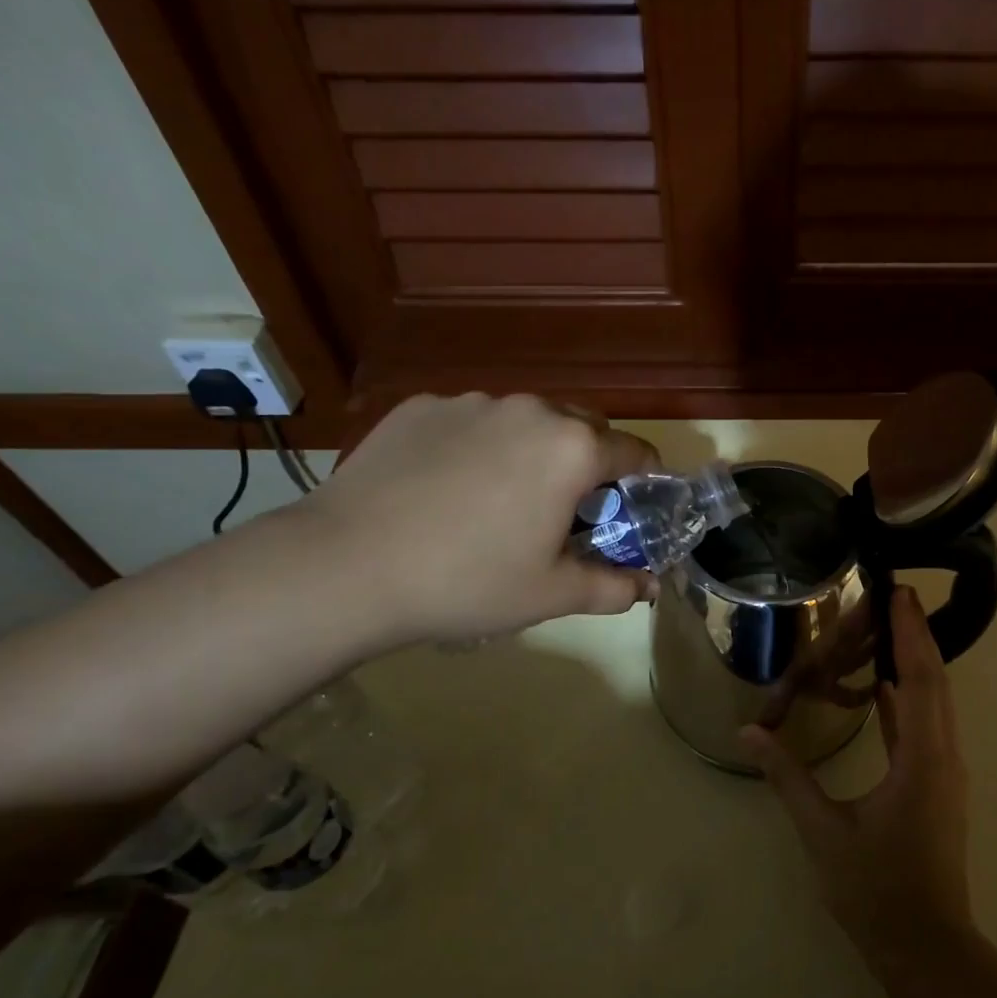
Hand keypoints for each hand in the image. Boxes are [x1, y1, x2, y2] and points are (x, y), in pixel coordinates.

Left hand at [296, 393, 659, 642]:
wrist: (347, 565)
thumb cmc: (468, 581)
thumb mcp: (551, 594)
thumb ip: (614, 587)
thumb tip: (649, 586)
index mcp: (572, 449)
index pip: (635, 452)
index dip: (645, 483)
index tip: (636, 511)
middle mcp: (529, 410)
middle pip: (583, 428)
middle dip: (590, 465)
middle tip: (568, 513)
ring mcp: (470, 402)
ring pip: (525, 422)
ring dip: (533, 453)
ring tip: (501, 503)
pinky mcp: (420, 408)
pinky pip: (472, 423)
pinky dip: (479, 448)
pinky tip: (448, 491)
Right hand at [741, 586, 973, 967]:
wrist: (926, 946)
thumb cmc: (876, 889)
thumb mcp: (823, 831)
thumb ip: (787, 777)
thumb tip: (749, 733)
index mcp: (922, 759)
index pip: (920, 680)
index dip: (911, 634)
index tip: (901, 593)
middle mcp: (943, 756)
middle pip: (935, 682)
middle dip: (917, 636)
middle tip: (896, 596)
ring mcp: (943, 772)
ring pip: (934, 703)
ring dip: (916, 664)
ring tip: (889, 629)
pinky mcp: (935, 786)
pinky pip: (924, 727)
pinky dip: (909, 699)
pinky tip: (886, 688)